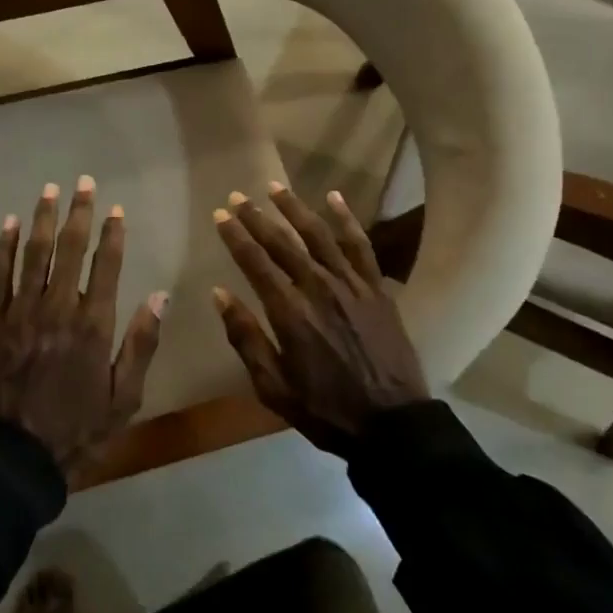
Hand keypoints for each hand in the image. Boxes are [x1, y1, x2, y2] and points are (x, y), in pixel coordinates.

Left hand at [0, 176, 164, 475]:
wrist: (16, 456)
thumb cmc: (78, 430)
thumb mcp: (125, 397)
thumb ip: (142, 344)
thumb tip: (160, 296)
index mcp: (93, 325)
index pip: (106, 266)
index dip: (112, 234)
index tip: (116, 210)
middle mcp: (58, 308)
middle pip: (69, 250)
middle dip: (78, 213)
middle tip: (83, 183)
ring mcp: (22, 312)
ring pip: (33, 254)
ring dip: (42, 219)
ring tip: (49, 190)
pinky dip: (4, 248)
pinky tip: (10, 224)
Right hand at [211, 183, 429, 456]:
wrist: (393, 424)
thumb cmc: (326, 409)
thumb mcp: (273, 386)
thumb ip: (246, 337)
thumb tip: (219, 294)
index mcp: (289, 313)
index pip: (255, 262)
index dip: (235, 236)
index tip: (220, 215)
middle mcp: (318, 288)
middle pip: (282, 242)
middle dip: (256, 217)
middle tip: (238, 196)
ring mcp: (352, 285)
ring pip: (318, 235)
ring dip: (294, 208)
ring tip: (275, 187)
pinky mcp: (377, 288)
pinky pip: (360, 245)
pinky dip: (346, 219)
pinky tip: (333, 198)